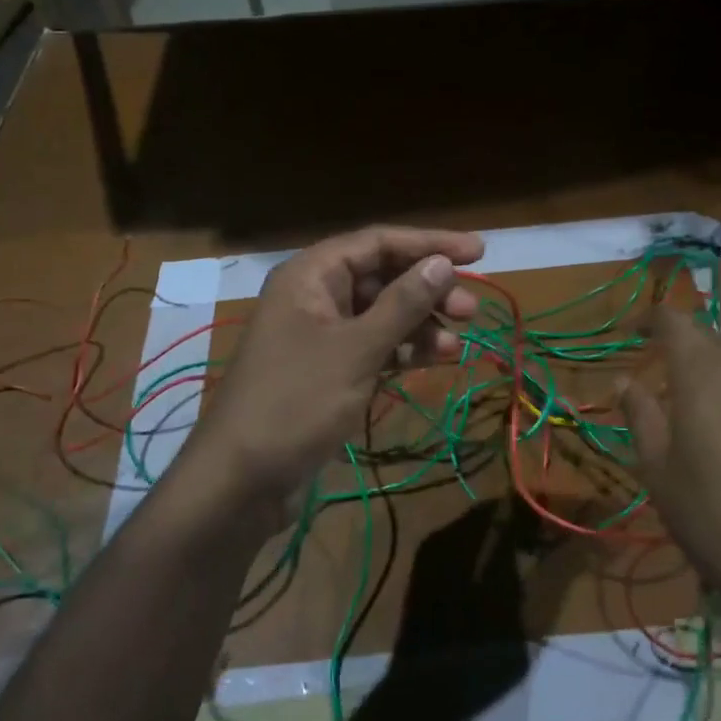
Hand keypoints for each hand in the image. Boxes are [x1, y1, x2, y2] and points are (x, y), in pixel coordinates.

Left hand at [184, 226, 484, 508]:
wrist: (242, 478)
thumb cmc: (297, 401)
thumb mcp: (356, 349)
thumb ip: (402, 304)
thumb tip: (441, 263)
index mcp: (311, 275)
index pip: (378, 242)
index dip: (429, 244)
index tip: (478, 252)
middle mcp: (315, 296)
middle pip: (382, 277)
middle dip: (428, 290)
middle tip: (471, 310)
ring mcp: (321, 335)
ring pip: (382, 315)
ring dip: (420, 325)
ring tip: (456, 346)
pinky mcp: (329, 370)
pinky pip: (373, 346)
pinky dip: (403, 351)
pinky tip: (434, 360)